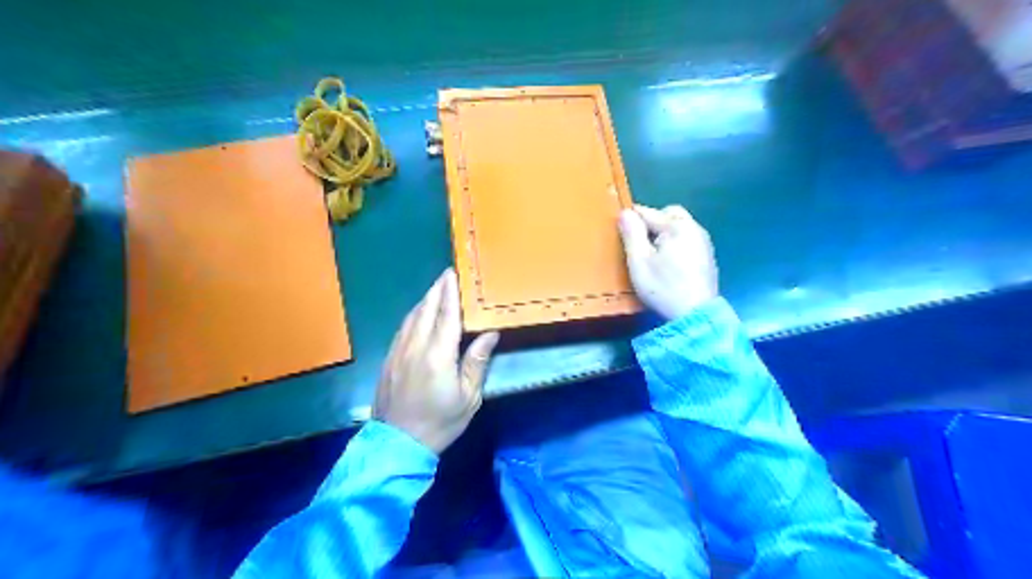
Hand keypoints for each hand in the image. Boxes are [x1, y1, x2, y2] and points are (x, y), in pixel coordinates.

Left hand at [374, 269, 501, 453]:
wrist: (397, 444)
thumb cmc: (440, 422)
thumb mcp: (468, 398)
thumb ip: (477, 363)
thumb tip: (490, 334)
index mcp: (438, 355)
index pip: (446, 315)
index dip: (450, 293)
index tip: (453, 274)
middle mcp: (415, 347)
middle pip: (426, 310)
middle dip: (436, 290)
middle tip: (445, 275)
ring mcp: (398, 352)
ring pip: (411, 317)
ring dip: (424, 301)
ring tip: (435, 291)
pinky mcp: (388, 360)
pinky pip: (401, 329)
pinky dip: (412, 316)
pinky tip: (417, 316)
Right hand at [620, 203, 718, 321]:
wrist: (695, 315)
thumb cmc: (663, 287)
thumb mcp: (639, 261)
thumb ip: (632, 234)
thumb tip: (625, 212)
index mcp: (677, 226)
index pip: (648, 212)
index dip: (631, 219)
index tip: (620, 231)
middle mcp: (694, 228)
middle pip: (669, 214)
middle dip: (653, 222)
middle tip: (639, 242)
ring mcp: (704, 243)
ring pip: (680, 227)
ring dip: (664, 233)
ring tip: (652, 253)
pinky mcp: (707, 257)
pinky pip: (687, 239)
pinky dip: (675, 243)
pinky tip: (668, 262)